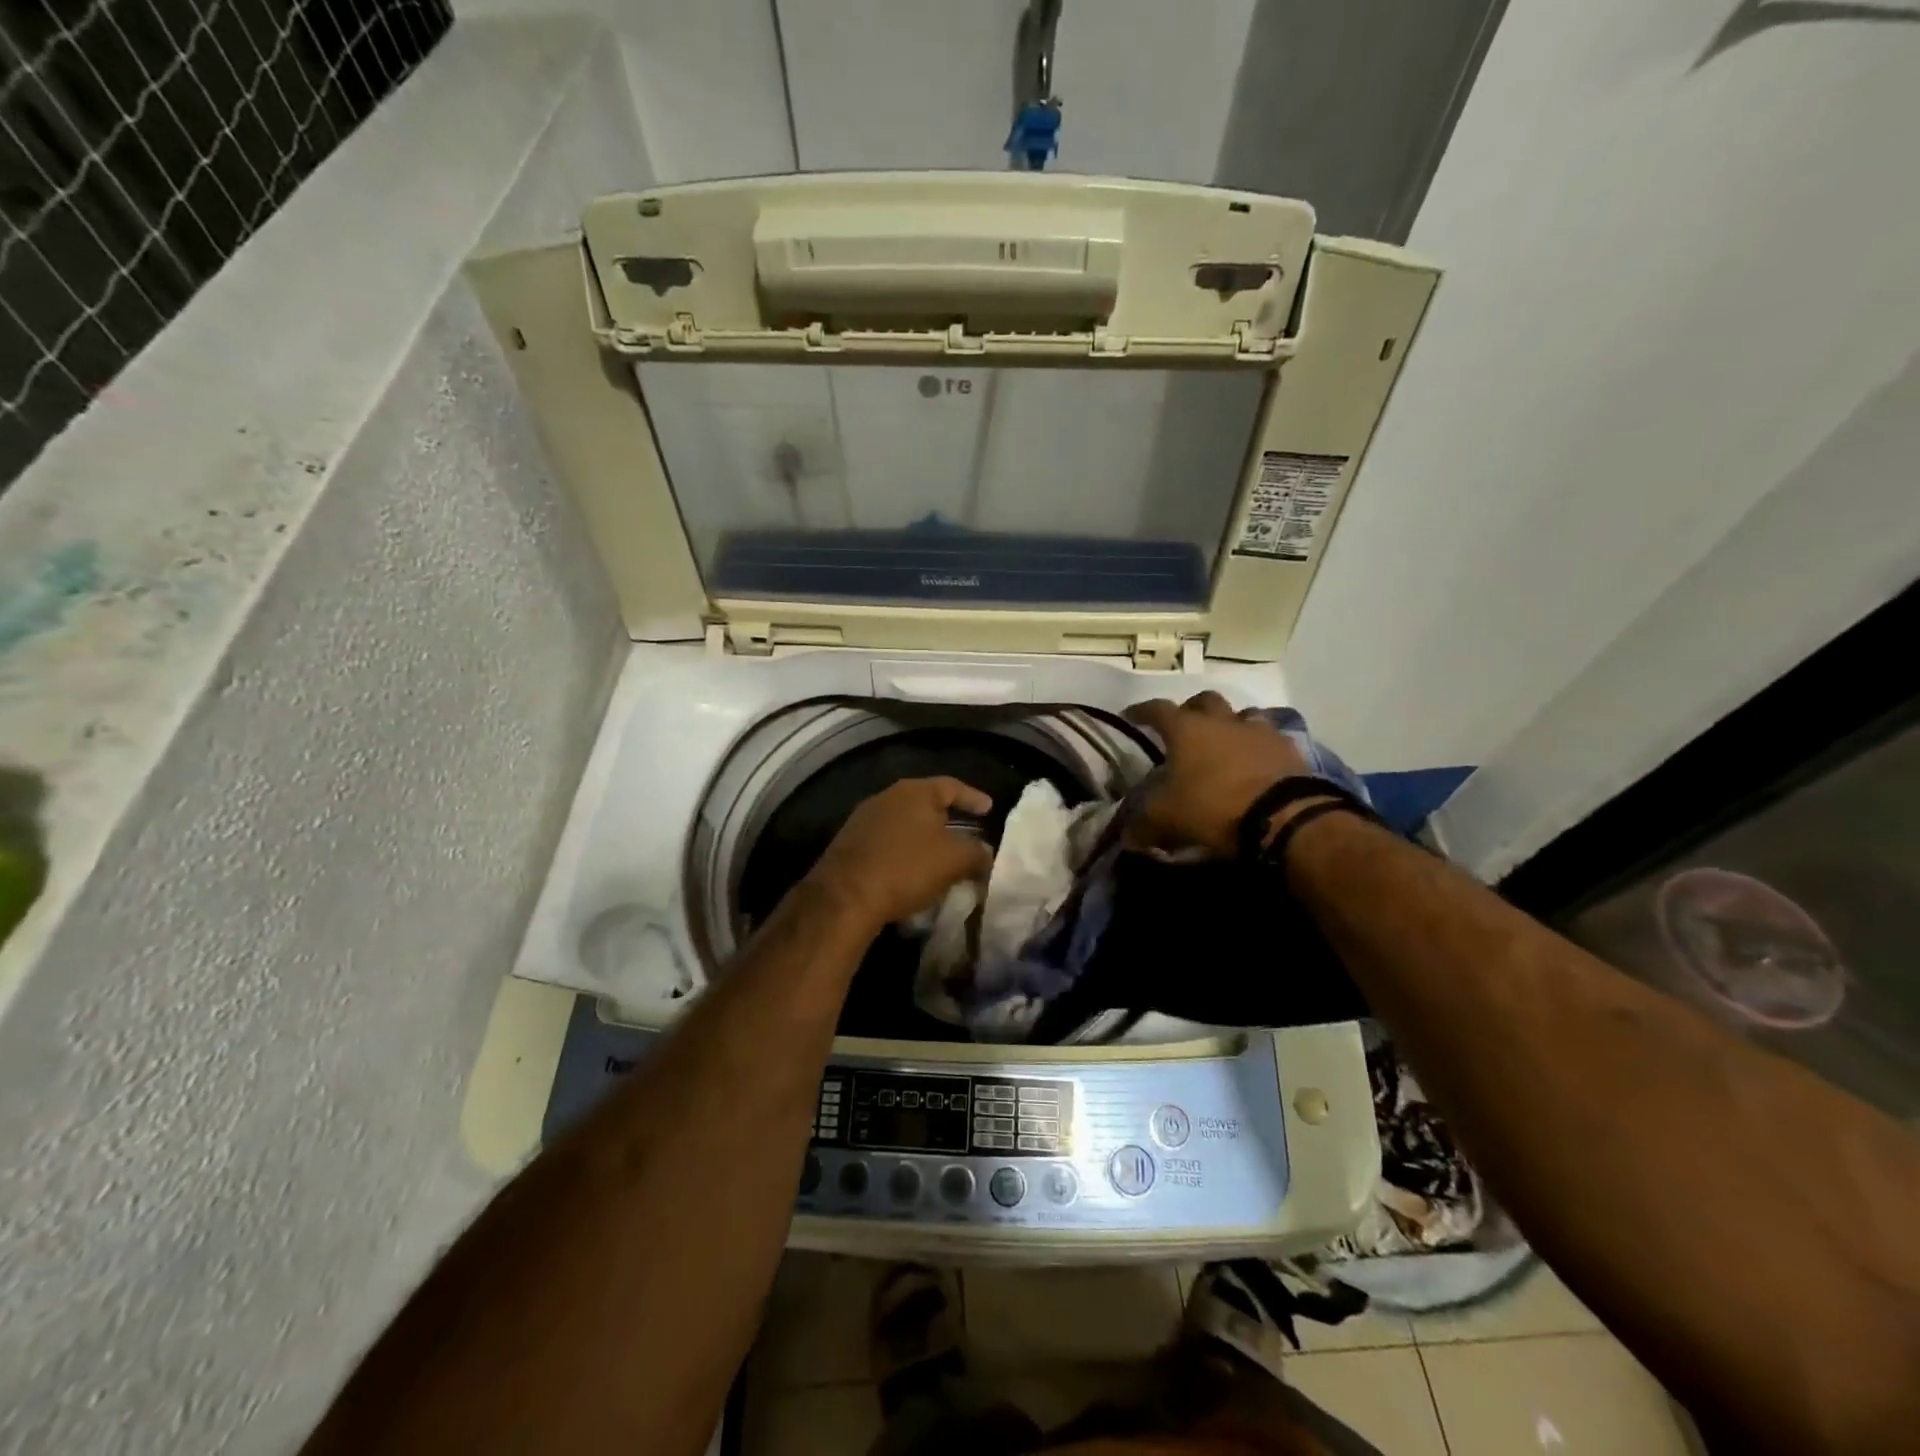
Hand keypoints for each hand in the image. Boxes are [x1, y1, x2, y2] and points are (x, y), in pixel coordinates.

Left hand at [808, 777, 994, 932]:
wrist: (845, 897)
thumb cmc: (906, 868)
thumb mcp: (954, 861)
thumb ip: (977, 853)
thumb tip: (986, 854)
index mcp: (914, 792)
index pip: (951, 786)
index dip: (973, 797)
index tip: (989, 808)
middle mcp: (887, 797)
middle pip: (925, 803)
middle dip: (947, 817)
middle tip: (966, 831)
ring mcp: (864, 819)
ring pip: (905, 823)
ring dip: (924, 837)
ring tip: (941, 854)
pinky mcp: (849, 844)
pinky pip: (887, 841)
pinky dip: (904, 850)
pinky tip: (912, 868)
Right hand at [1126, 692, 1313, 855]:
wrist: (1283, 816)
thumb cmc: (1212, 807)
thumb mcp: (1166, 818)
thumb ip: (1142, 823)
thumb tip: (1129, 836)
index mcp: (1186, 729)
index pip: (1157, 709)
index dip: (1141, 711)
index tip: (1131, 716)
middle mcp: (1222, 721)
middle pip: (1204, 700)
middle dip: (1191, 709)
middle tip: (1183, 726)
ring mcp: (1259, 731)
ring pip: (1241, 714)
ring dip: (1229, 724)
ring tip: (1224, 742)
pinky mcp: (1288, 749)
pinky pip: (1269, 738)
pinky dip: (1257, 746)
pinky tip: (1255, 762)